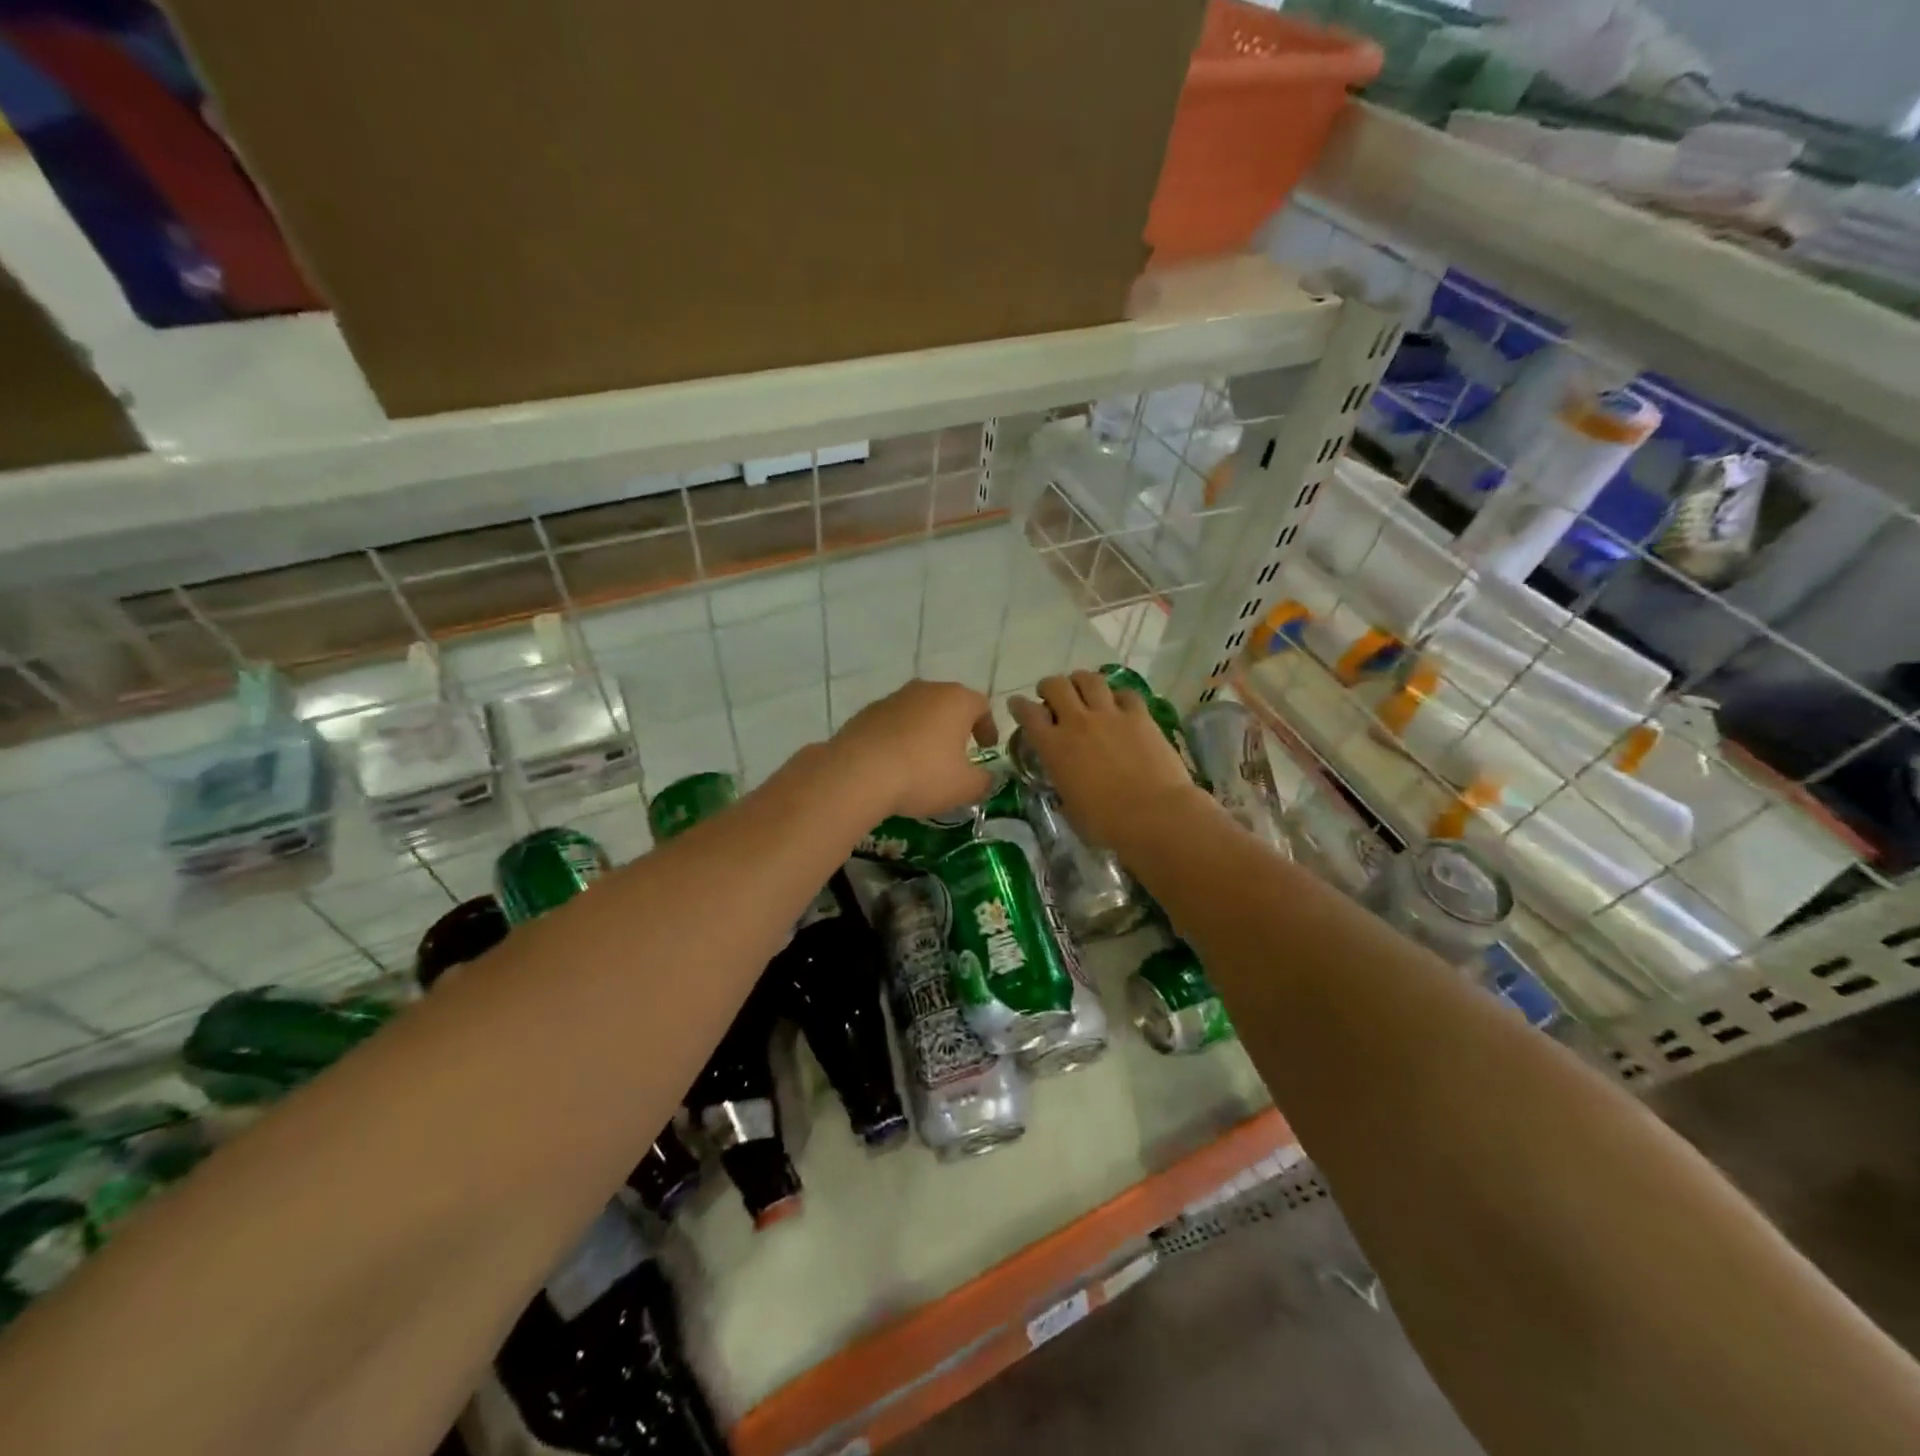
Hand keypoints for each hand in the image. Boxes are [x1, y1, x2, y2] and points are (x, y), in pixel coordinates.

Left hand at [830, 680, 998, 819]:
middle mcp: (925, 690)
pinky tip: (895, 763)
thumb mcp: (965, 787)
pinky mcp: (865, 712)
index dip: (987, 727)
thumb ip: (983, 781)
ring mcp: (892, 698)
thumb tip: (986, 778)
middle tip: (957, 753)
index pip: (981, 705)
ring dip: (925, 731)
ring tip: (923, 760)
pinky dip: (899, 737)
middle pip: (948, 704)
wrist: (858, 773)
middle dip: (955, 726)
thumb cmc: (923, 775)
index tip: (987, 747)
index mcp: (956, 700)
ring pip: (918, 711)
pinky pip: (892, 723)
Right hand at [1010, 670, 1200, 848]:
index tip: (1017, 705)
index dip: (1019, 706)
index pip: (1027, 714)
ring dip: (1080, 681)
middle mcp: (1077, 722)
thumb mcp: (1069, 806)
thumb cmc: (1105, 823)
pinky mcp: (1140, 716)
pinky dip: (1117, 695)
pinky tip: (1119, 703)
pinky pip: (1125, 693)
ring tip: (1082, 689)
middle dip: (1049, 687)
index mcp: (1054, 747)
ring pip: (1089, 679)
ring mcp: (1110, 715)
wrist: (1153, 815)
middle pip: (1056, 686)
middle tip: (1051, 696)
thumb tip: (1065, 780)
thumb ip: (1062, 784)